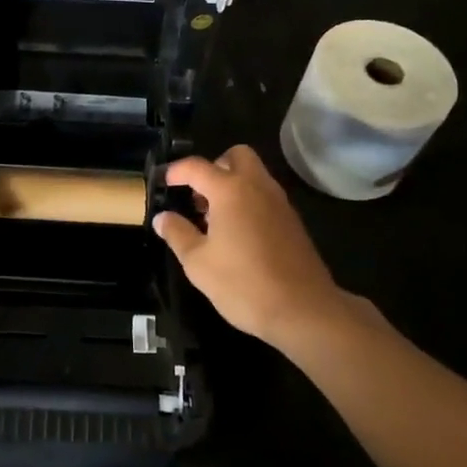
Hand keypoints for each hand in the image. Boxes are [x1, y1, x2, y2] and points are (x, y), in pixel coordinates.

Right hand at [153, 145, 355, 347]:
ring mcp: (279, 202)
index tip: (163, 182)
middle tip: (198, 195)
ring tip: (214, 218)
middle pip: (236, 156)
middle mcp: (257, 186)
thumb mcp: (198, 263)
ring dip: (232, 184)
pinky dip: (248, 201)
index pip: (197, 166)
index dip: (176, 171)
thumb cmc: (243, 284)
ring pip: (254, 175)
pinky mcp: (292, 221)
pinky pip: (265, 195)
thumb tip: (163, 217)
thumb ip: (178, 234)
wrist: (303, 310)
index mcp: (230, 190)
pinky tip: (238, 234)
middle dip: (214, 167)